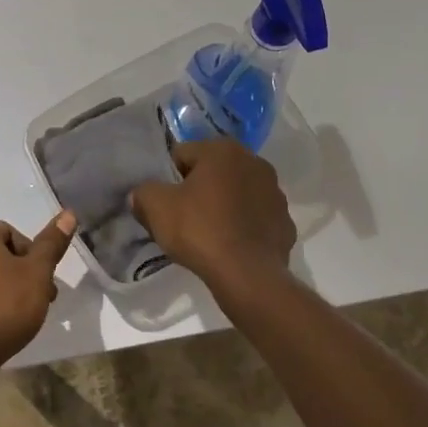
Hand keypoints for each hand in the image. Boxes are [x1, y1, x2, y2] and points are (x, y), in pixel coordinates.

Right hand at [131, 139, 296, 291]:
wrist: (248, 276)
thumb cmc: (200, 231)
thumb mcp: (156, 207)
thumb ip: (143, 192)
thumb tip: (142, 194)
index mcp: (223, 150)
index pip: (183, 155)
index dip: (168, 178)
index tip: (164, 202)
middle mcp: (255, 162)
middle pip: (212, 172)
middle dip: (198, 189)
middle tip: (182, 217)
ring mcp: (275, 193)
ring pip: (236, 194)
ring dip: (223, 206)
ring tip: (208, 234)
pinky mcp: (285, 223)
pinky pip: (255, 219)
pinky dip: (243, 227)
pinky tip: (231, 246)